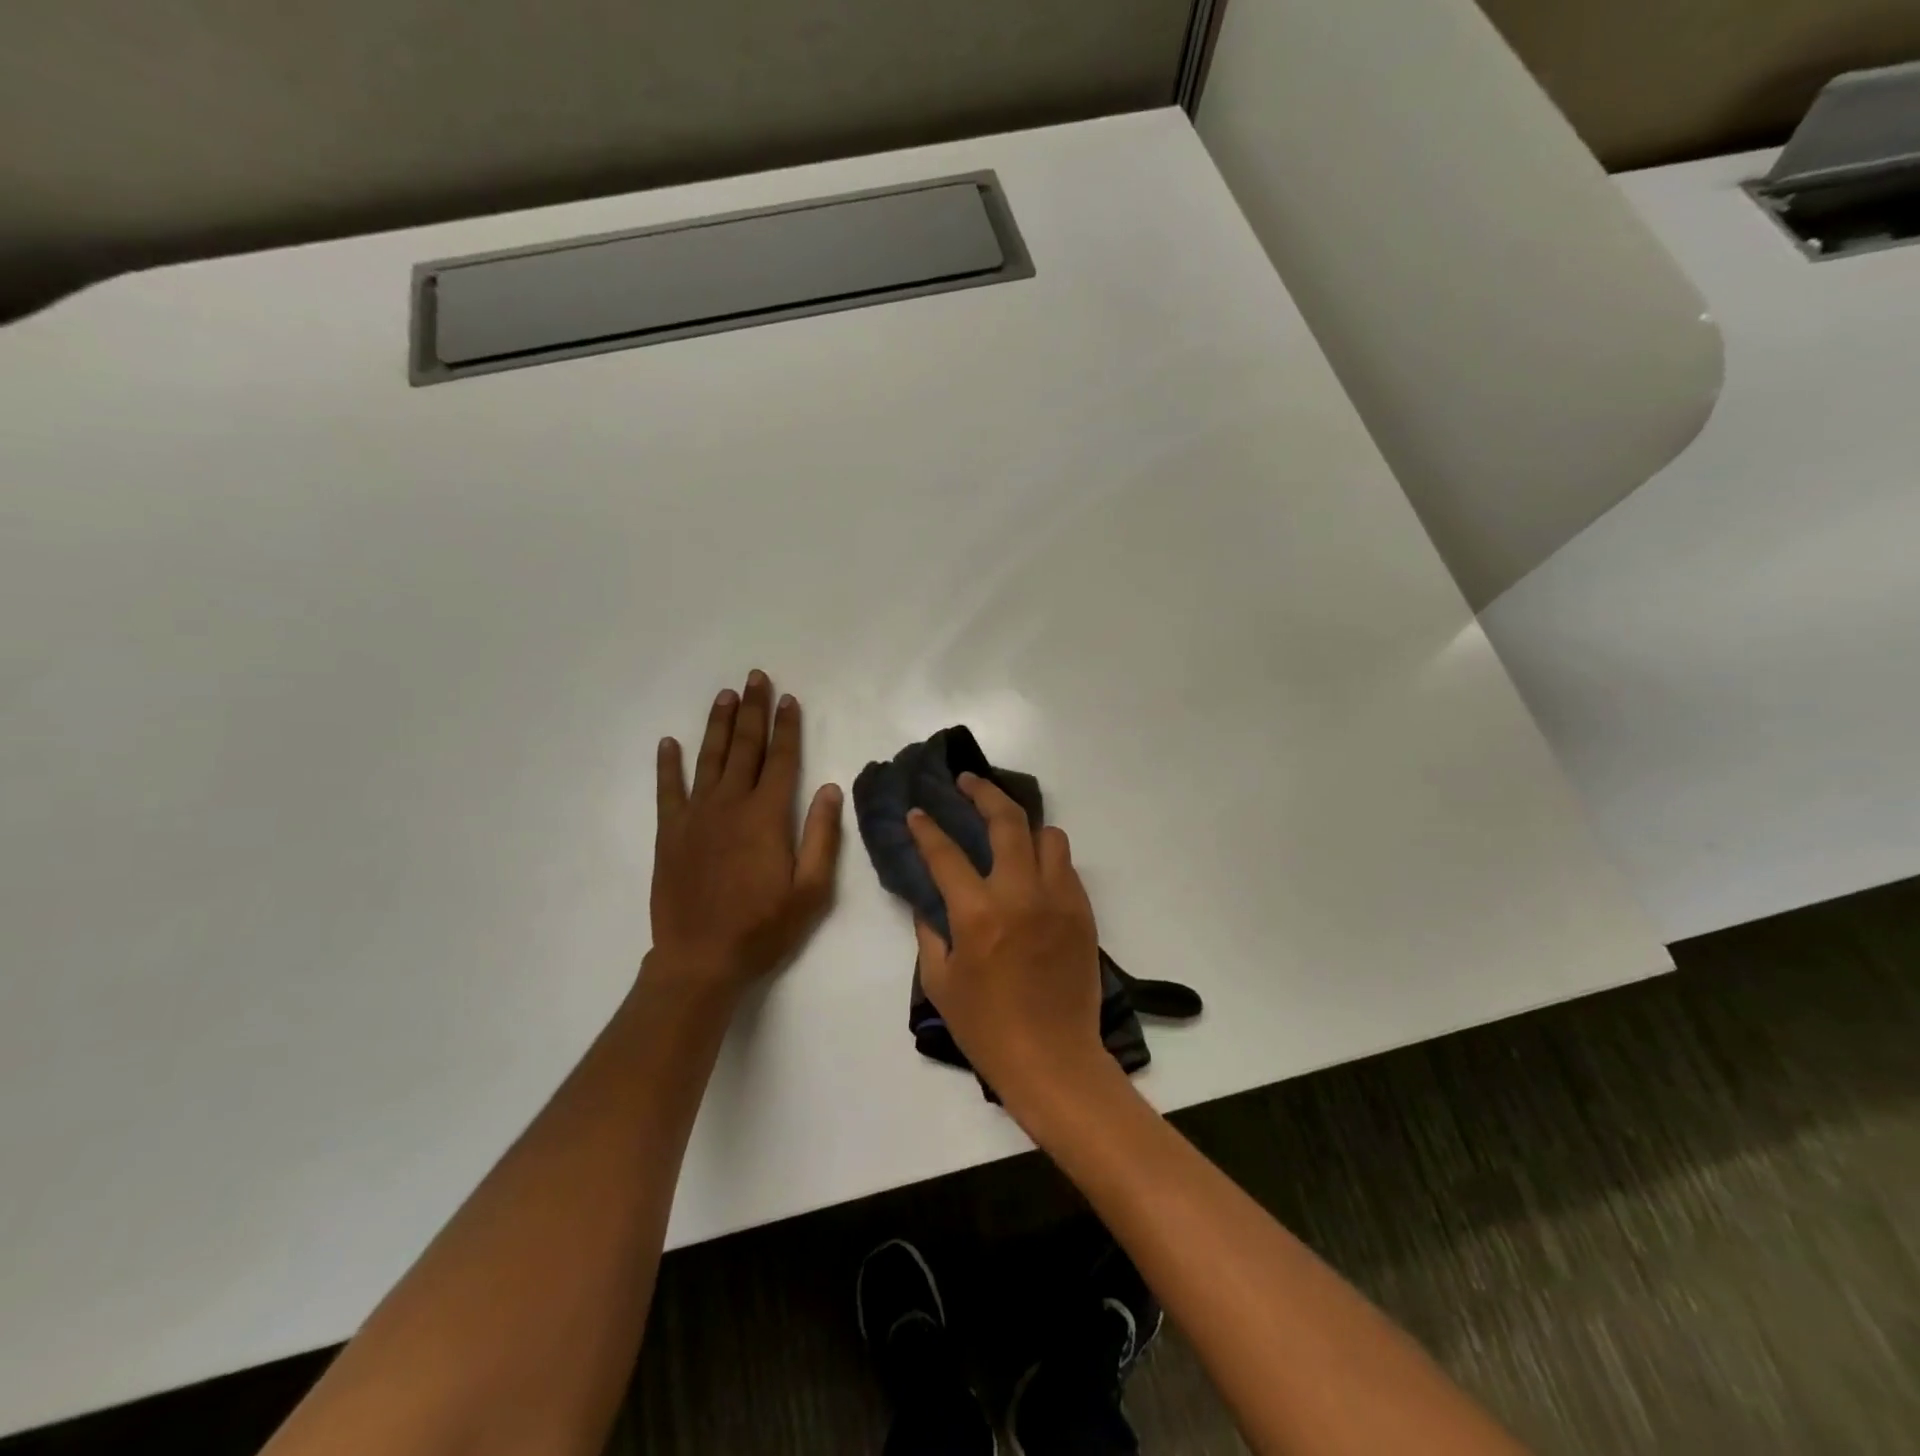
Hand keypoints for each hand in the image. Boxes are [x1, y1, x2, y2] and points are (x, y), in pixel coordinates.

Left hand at [648, 670, 842, 997]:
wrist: (700, 960)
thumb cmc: (763, 928)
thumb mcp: (811, 890)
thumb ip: (821, 836)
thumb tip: (829, 788)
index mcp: (767, 816)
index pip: (781, 760)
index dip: (787, 727)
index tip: (788, 699)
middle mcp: (730, 805)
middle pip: (744, 748)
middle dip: (752, 711)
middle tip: (755, 678)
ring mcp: (696, 817)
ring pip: (709, 759)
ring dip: (718, 725)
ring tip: (725, 696)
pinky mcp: (670, 833)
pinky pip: (668, 790)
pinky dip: (668, 765)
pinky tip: (669, 743)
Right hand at [908, 775, 1108, 1104]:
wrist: (1054, 1059)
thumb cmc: (987, 1028)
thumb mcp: (940, 982)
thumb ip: (930, 932)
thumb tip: (928, 901)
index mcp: (979, 914)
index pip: (946, 853)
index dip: (927, 828)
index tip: (918, 812)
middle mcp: (1022, 894)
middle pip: (1008, 821)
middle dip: (983, 793)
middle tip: (968, 782)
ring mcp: (1059, 900)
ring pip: (1048, 836)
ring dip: (1024, 827)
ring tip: (1007, 831)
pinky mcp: (1083, 913)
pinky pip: (1066, 867)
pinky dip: (1046, 858)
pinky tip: (1031, 871)